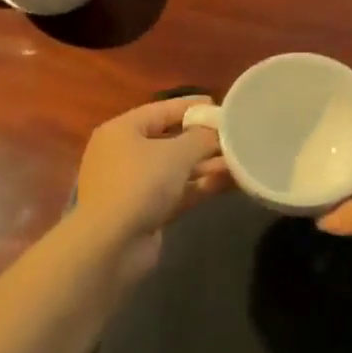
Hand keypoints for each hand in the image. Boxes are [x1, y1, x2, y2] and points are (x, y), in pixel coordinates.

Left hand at [71, 98, 226, 258]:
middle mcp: (124, 154)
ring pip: (176, 168)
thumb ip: (202, 137)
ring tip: (241, 159)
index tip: (221, 106)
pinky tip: (230, 182)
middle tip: (236, 136)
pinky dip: (200, 186)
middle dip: (204, 139)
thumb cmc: (140, 184)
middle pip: (170, 140)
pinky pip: (177, 191)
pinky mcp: (145, 212)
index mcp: (122, 130)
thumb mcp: (176, 153)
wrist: (110, 246)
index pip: (162, 110)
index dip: (192, 107)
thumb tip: (219, 131)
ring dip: (206, 165)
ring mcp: (134, 185)